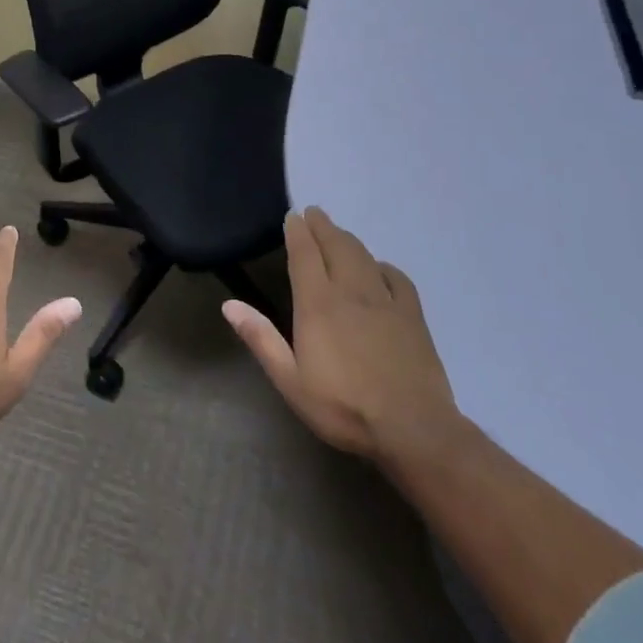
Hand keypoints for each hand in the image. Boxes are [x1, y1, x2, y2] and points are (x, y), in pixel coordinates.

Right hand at [223, 207, 459, 460]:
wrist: (413, 429)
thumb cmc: (343, 407)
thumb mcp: (290, 380)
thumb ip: (261, 339)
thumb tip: (229, 304)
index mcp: (318, 304)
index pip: (304, 255)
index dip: (297, 232)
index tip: (293, 216)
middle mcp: (350, 292)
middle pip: (335, 246)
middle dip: (322, 226)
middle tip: (314, 212)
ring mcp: (385, 301)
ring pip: (364, 257)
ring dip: (348, 239)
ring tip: (338, 232)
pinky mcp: (413, 316)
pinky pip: (397, 278)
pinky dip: (384, 266)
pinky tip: (380, 268)